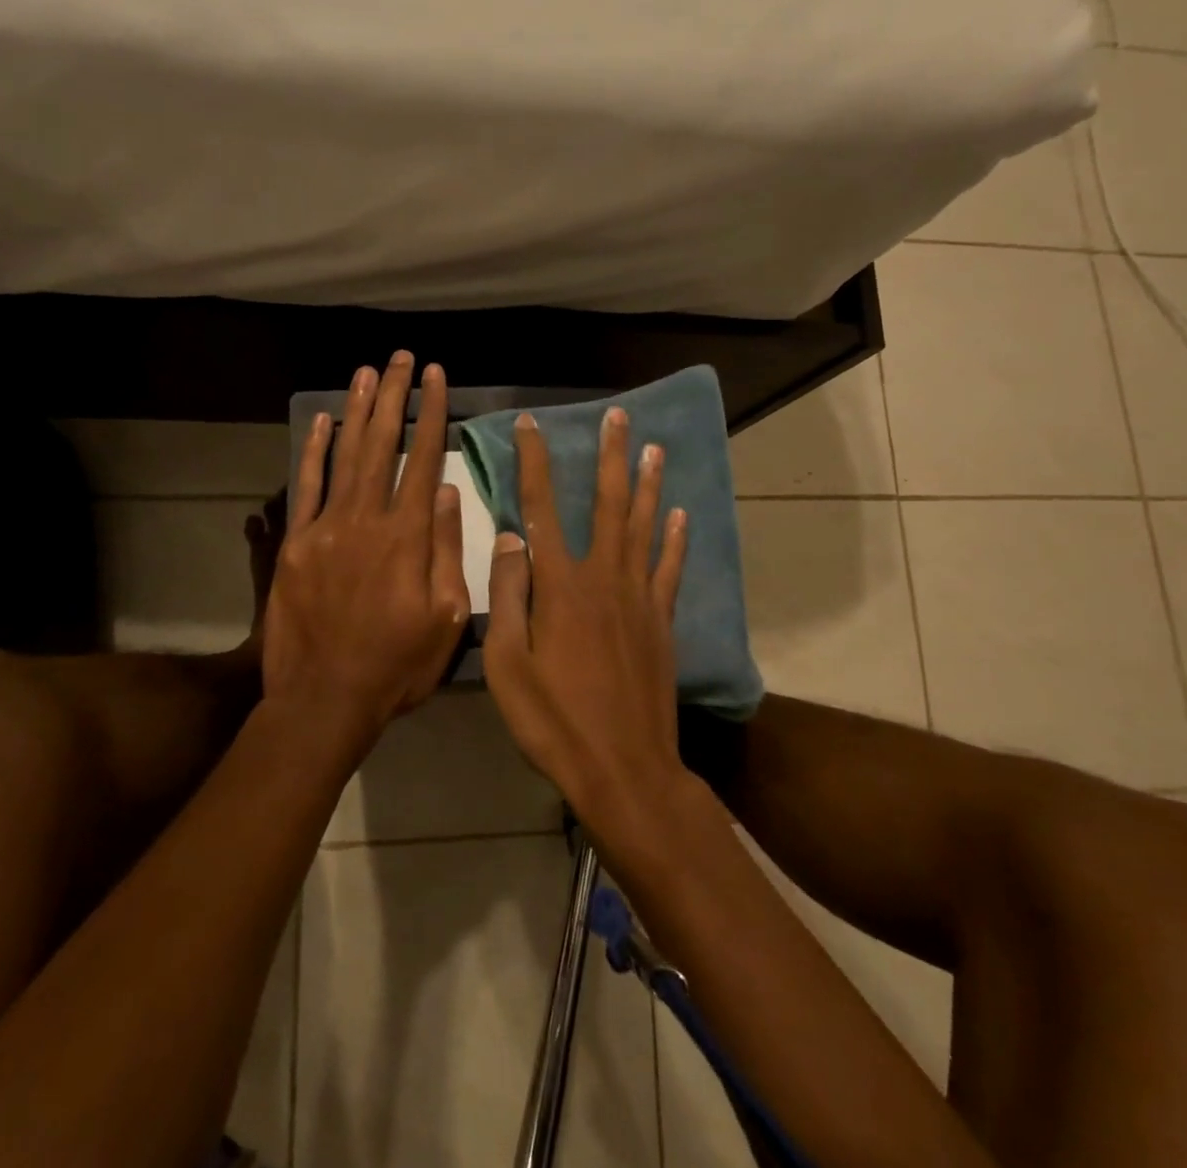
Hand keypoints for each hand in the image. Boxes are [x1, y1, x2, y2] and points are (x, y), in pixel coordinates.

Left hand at [261, 353, 469, 753]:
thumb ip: (448, 551)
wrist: (324, 699)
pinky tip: (324, 420)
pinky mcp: (296, 543)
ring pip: (346, 455)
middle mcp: (367, 519)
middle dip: (395, 397)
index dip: (432, 414)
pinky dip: (315, 451)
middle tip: (403, 358)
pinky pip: (306, 487)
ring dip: (359, 410)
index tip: (437, 377)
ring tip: (369, 372)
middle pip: (383, 445)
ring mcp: (326, 528)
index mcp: (408, 537)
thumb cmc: (398, 665)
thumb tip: (450, 493)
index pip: (424, 460)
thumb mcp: (447, 618)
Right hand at [483, 405, 690, 830]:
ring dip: (648, 484)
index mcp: (560, 586)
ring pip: (644, 527)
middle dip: (610, 456)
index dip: (535, 462)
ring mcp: (639, 598)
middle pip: (608, 504)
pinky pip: (670, 569)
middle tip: (619, 417)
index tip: (532, 425)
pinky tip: (680, 515)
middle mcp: (603, 578)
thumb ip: (508, 595)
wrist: (624, 769)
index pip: (542, 507)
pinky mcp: (661, 622)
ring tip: (655, 448)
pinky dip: (675, 540)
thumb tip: (510, 536)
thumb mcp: (507, 664)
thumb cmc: (554, 721)